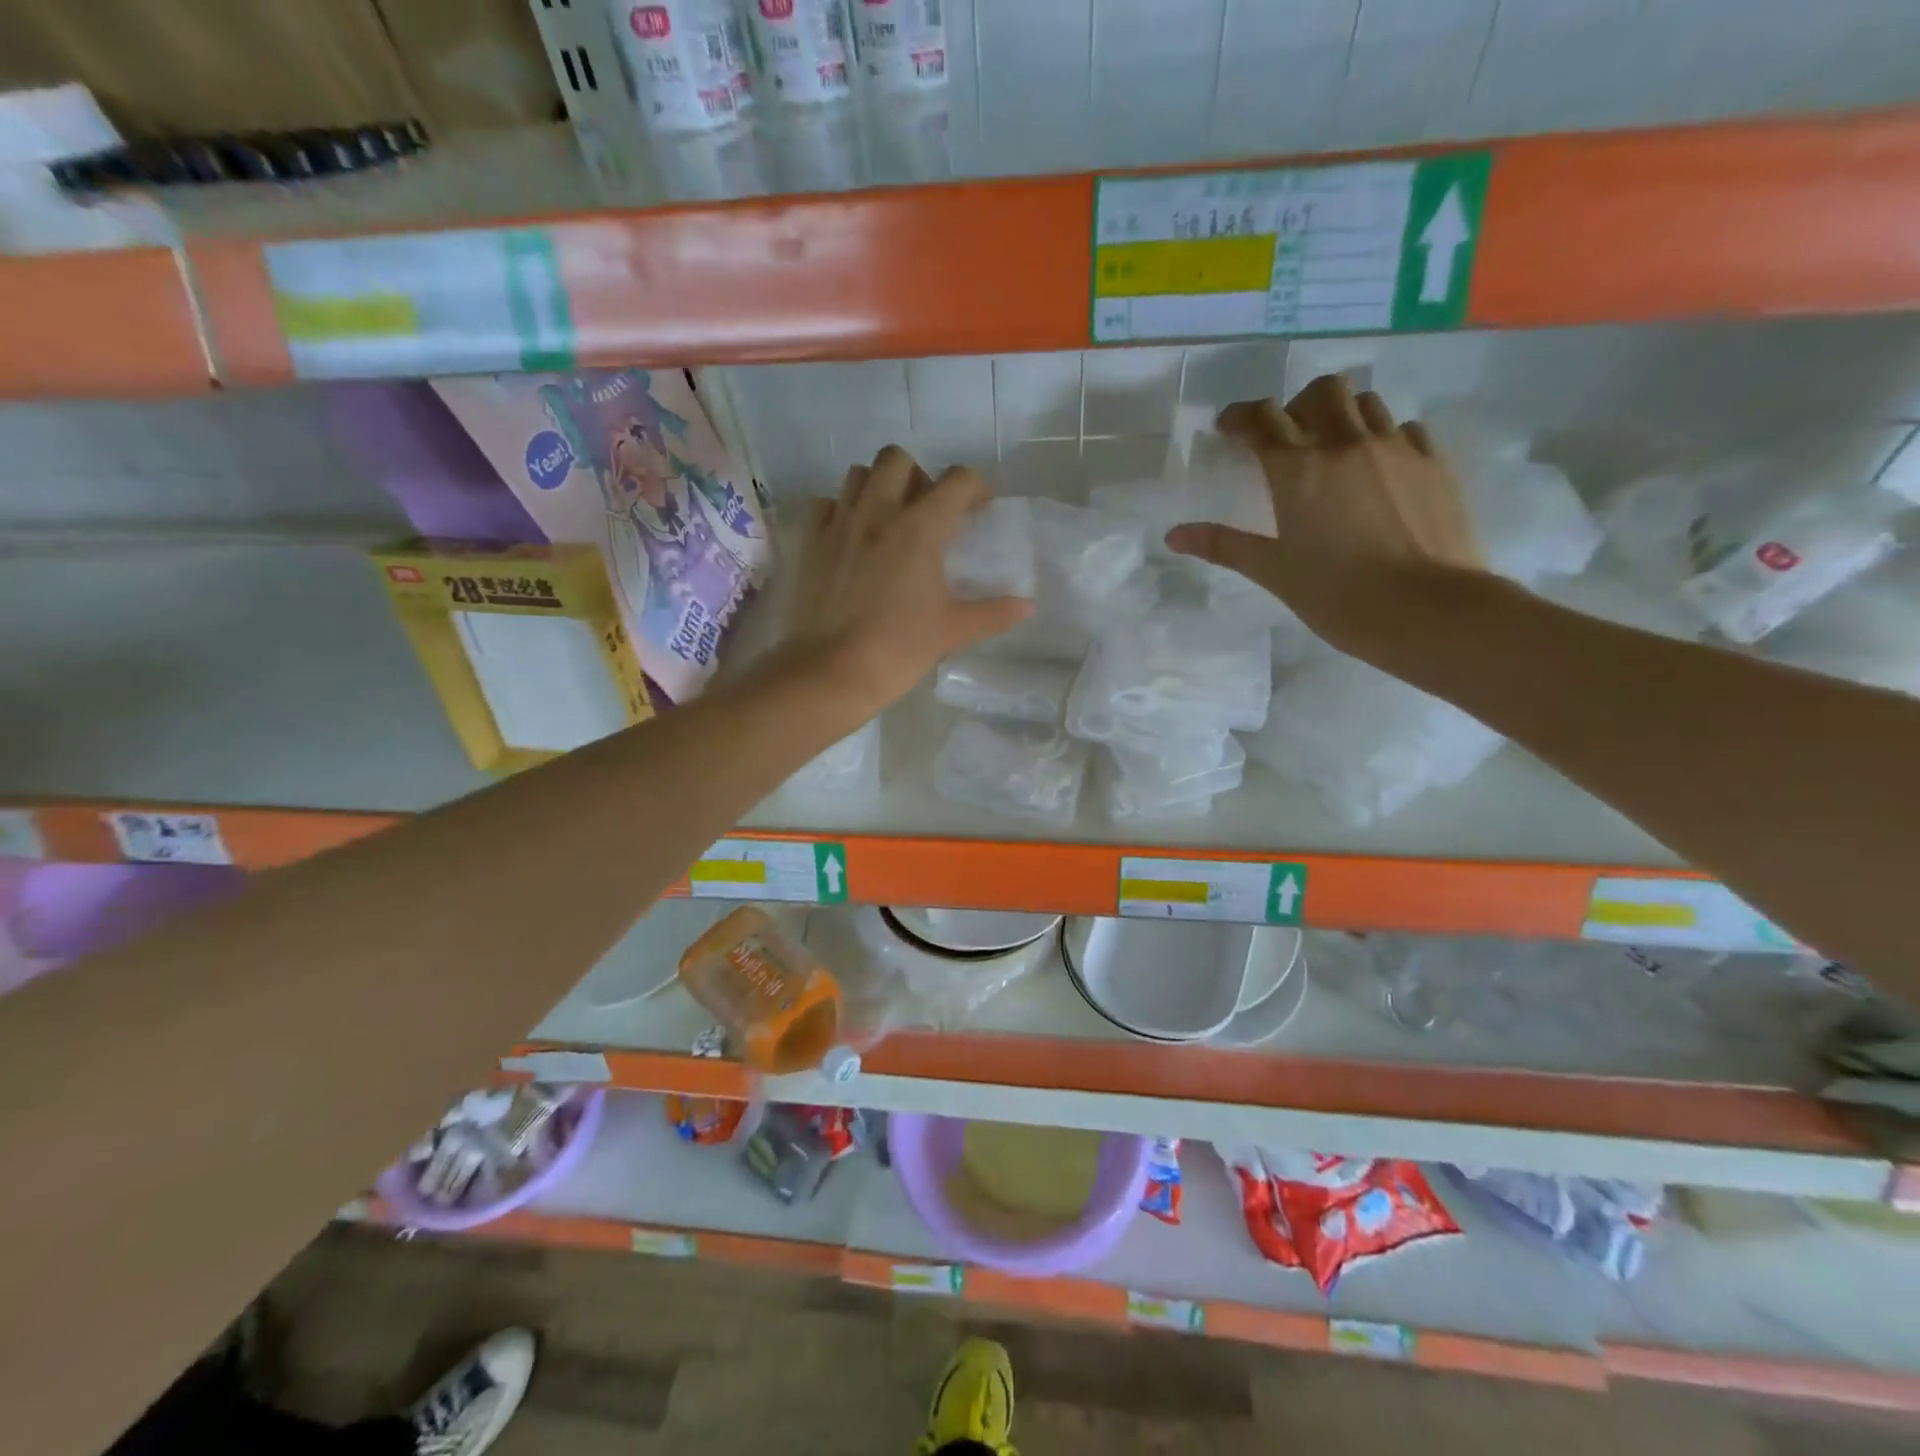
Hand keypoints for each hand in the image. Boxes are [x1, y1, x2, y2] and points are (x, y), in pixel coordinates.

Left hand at [785, 446, 1031, 716]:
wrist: (832, 672)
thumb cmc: (899, 649)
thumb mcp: (953, 631)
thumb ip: (994, 613)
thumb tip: (1028, 606)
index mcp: (920, 528)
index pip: (958, 480)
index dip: (976, 488)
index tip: (979, 510)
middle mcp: (878, 512)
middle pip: (897, 459)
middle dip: (918, 476)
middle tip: (927, 512)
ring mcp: (839, 524)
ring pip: (858, 475)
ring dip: (878, 486)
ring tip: (889, 521)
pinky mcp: (810, 542)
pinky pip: (826, 504)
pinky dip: (841, 511)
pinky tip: (851, 538)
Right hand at [1165, 375, 1485, 655]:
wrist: (1428, 610)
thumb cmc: (1338, 595)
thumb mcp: (1274, 572)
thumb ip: (1224, 545)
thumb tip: (1173, 535)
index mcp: (1299, 469)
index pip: (1262, 419)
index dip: (1241, 416)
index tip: (1229, 428)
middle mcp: (1347, 443)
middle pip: (1322, 391)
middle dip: (1297, 405)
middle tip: (1288, 438)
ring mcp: (1396, 447)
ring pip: (1366, 403)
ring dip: (1342, 416)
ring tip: (1334, 452)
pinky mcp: (1433, 462)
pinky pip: (1403, 429)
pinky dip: (1382, 438)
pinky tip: (1378, 471)